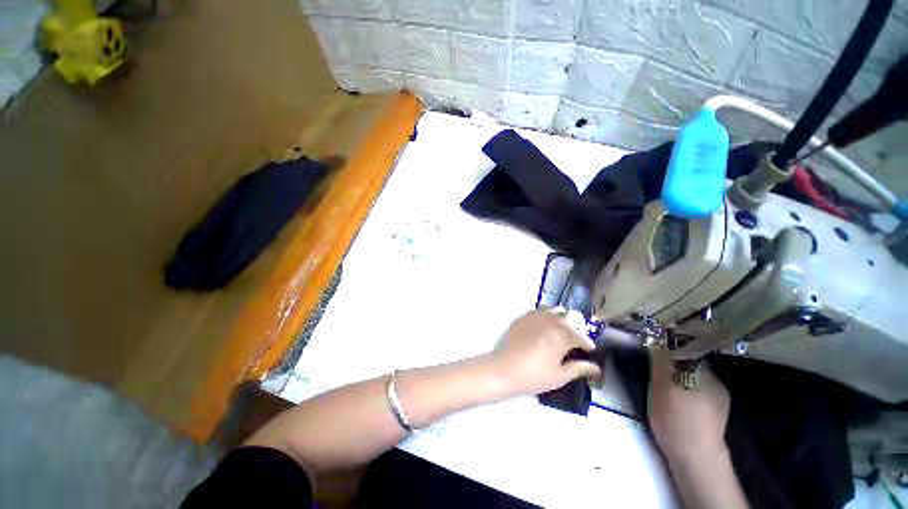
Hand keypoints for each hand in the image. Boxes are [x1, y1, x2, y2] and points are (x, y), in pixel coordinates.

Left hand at [486, 309, 601, 397]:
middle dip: (578, 327)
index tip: (589, 353)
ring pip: (556, 309)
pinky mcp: (524, 316)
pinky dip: (546, 317)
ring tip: (560, 333)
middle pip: (572, 316)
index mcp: (563, 335)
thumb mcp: (559, 376)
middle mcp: (552, 320)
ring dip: (562, 319)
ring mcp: (536, 316)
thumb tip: (596, 367)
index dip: (588, 346)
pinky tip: (543, 330)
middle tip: (575, 342)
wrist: (503, 369)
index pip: (583, 337)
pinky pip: (540, 311)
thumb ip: (579, 368)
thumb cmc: (533, 376)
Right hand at [648, 350, 729, 462]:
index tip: (654, 352)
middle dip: (674, 363)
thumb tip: (657, 342)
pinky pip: (701, 391)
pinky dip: (690, 391)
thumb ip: (659, 363)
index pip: (683, 350)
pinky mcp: (719, 411)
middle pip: (690, 362)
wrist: (695, 458)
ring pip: (696, 377)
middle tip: (657, 373)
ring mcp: (720, 396)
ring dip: (682, 378)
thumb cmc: (673, 419)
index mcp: (702, 372)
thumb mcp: (658, 388)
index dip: (667, 348)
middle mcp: (716, 380)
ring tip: (667, 390)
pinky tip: (682, 404)